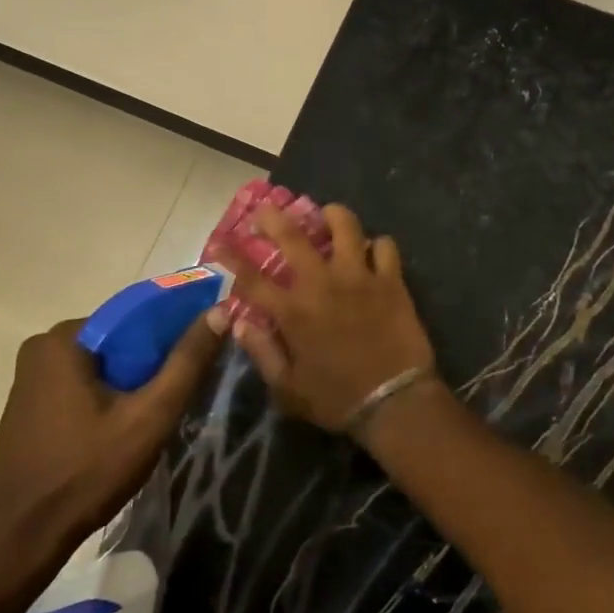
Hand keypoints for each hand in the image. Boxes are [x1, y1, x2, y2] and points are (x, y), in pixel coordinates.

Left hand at [0, 316, 220, 558]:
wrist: (20, 537)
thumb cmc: (87, 471)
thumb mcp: (150, 416)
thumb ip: (187, 362)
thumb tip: (221, 310)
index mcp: (64, 338)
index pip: (135, 318)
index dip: (173, 334)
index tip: (200, 358)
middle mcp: (42, 347)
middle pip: (118, 342)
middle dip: (151, 364)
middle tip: (181, 395)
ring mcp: (31, 378)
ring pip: (101, 367)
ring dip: (131, 384)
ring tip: (158, 415)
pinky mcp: (29, 406)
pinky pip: (81, 386)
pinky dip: (108, 398)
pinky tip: (126, 427)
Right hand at [214, 203, 438, 434]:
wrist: (395, 403)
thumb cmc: (337, 399)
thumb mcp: (288, 389)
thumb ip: (262, 353)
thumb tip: (240, 324)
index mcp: (293, 312)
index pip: (251, 278)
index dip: (231, 257)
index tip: (218, 241)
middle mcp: (322, 284)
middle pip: (293, 237)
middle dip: (274, 217)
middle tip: (266, 209)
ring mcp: (360, 277)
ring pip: (345, 226)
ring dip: (332, 216)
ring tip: (328, 216)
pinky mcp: (391, 281)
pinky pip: (384, 246)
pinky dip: (376, 246)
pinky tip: (371, 252)